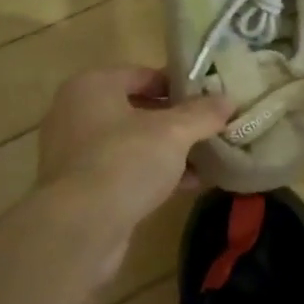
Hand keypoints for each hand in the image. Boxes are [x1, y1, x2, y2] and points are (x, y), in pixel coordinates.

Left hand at [37, 66, 234, 244]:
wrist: (79, 228)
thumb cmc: (124, 162)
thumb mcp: (173, 132)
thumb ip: (202, 114)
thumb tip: (228, 101)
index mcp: (92, 86)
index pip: (143, 74)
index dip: (179, 85)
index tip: (209, 99)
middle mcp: (76, 113)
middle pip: (136, 109)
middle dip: (175, 121)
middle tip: (210, 128)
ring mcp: (74, 153)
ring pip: (131, 143)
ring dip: (166, 150)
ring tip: (206, 158)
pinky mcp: (80, 188)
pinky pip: (123, 170)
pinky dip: (152, 174)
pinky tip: (188, 185)